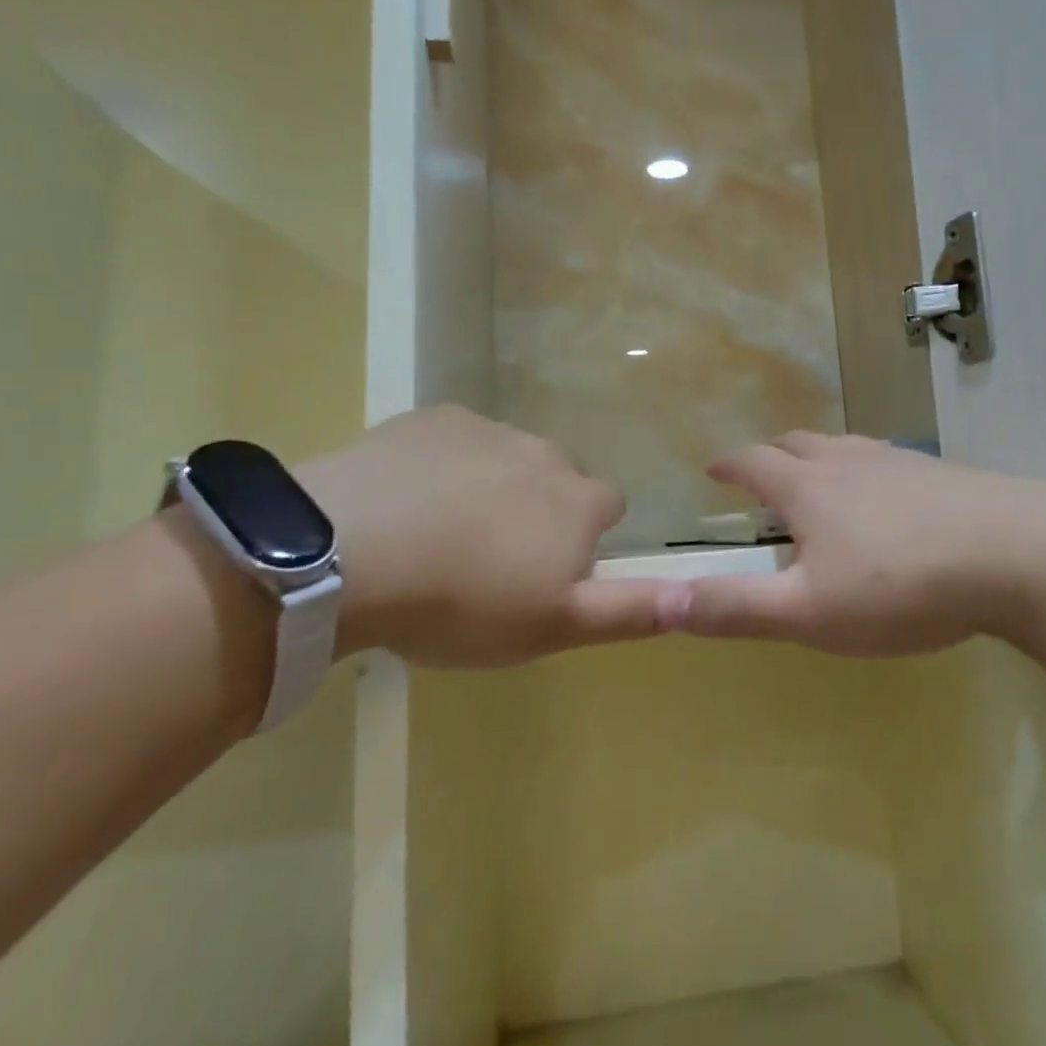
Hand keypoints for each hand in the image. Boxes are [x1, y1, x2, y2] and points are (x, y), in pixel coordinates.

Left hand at [298, 406, 664, 665]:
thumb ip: (630, 611)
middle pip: (556, 480)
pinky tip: (405, 502)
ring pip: (505, 459)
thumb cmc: (462, 602)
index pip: (607, 507)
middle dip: (536, 511)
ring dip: (489, 488)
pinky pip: (453, 441)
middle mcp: (545, 453)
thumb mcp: (554, 627)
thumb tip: (697, 595)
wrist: (349, 553)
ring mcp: (487, 429)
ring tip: (438, 536)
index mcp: (578, 500)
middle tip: (487, 561)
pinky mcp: (432, 418)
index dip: (581, 540)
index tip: (542, 573)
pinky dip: (442, 466)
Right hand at [669, 432, 1045, 655]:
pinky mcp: (940, 473)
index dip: (729, 464)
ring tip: (819, 484)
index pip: (753, 462)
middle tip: (764, 477)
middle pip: (798, 443)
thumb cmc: (900, 586)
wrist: (1016, 553)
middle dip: (772, 456)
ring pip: (844, 447)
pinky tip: (887, 499)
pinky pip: (886, 460)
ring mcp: (898, 461)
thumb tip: (665, 601)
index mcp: (808, 487)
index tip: (714, 469)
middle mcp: (848, 461)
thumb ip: (736, 608)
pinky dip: (865, 471)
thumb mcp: (809, 612)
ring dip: (820, 459)